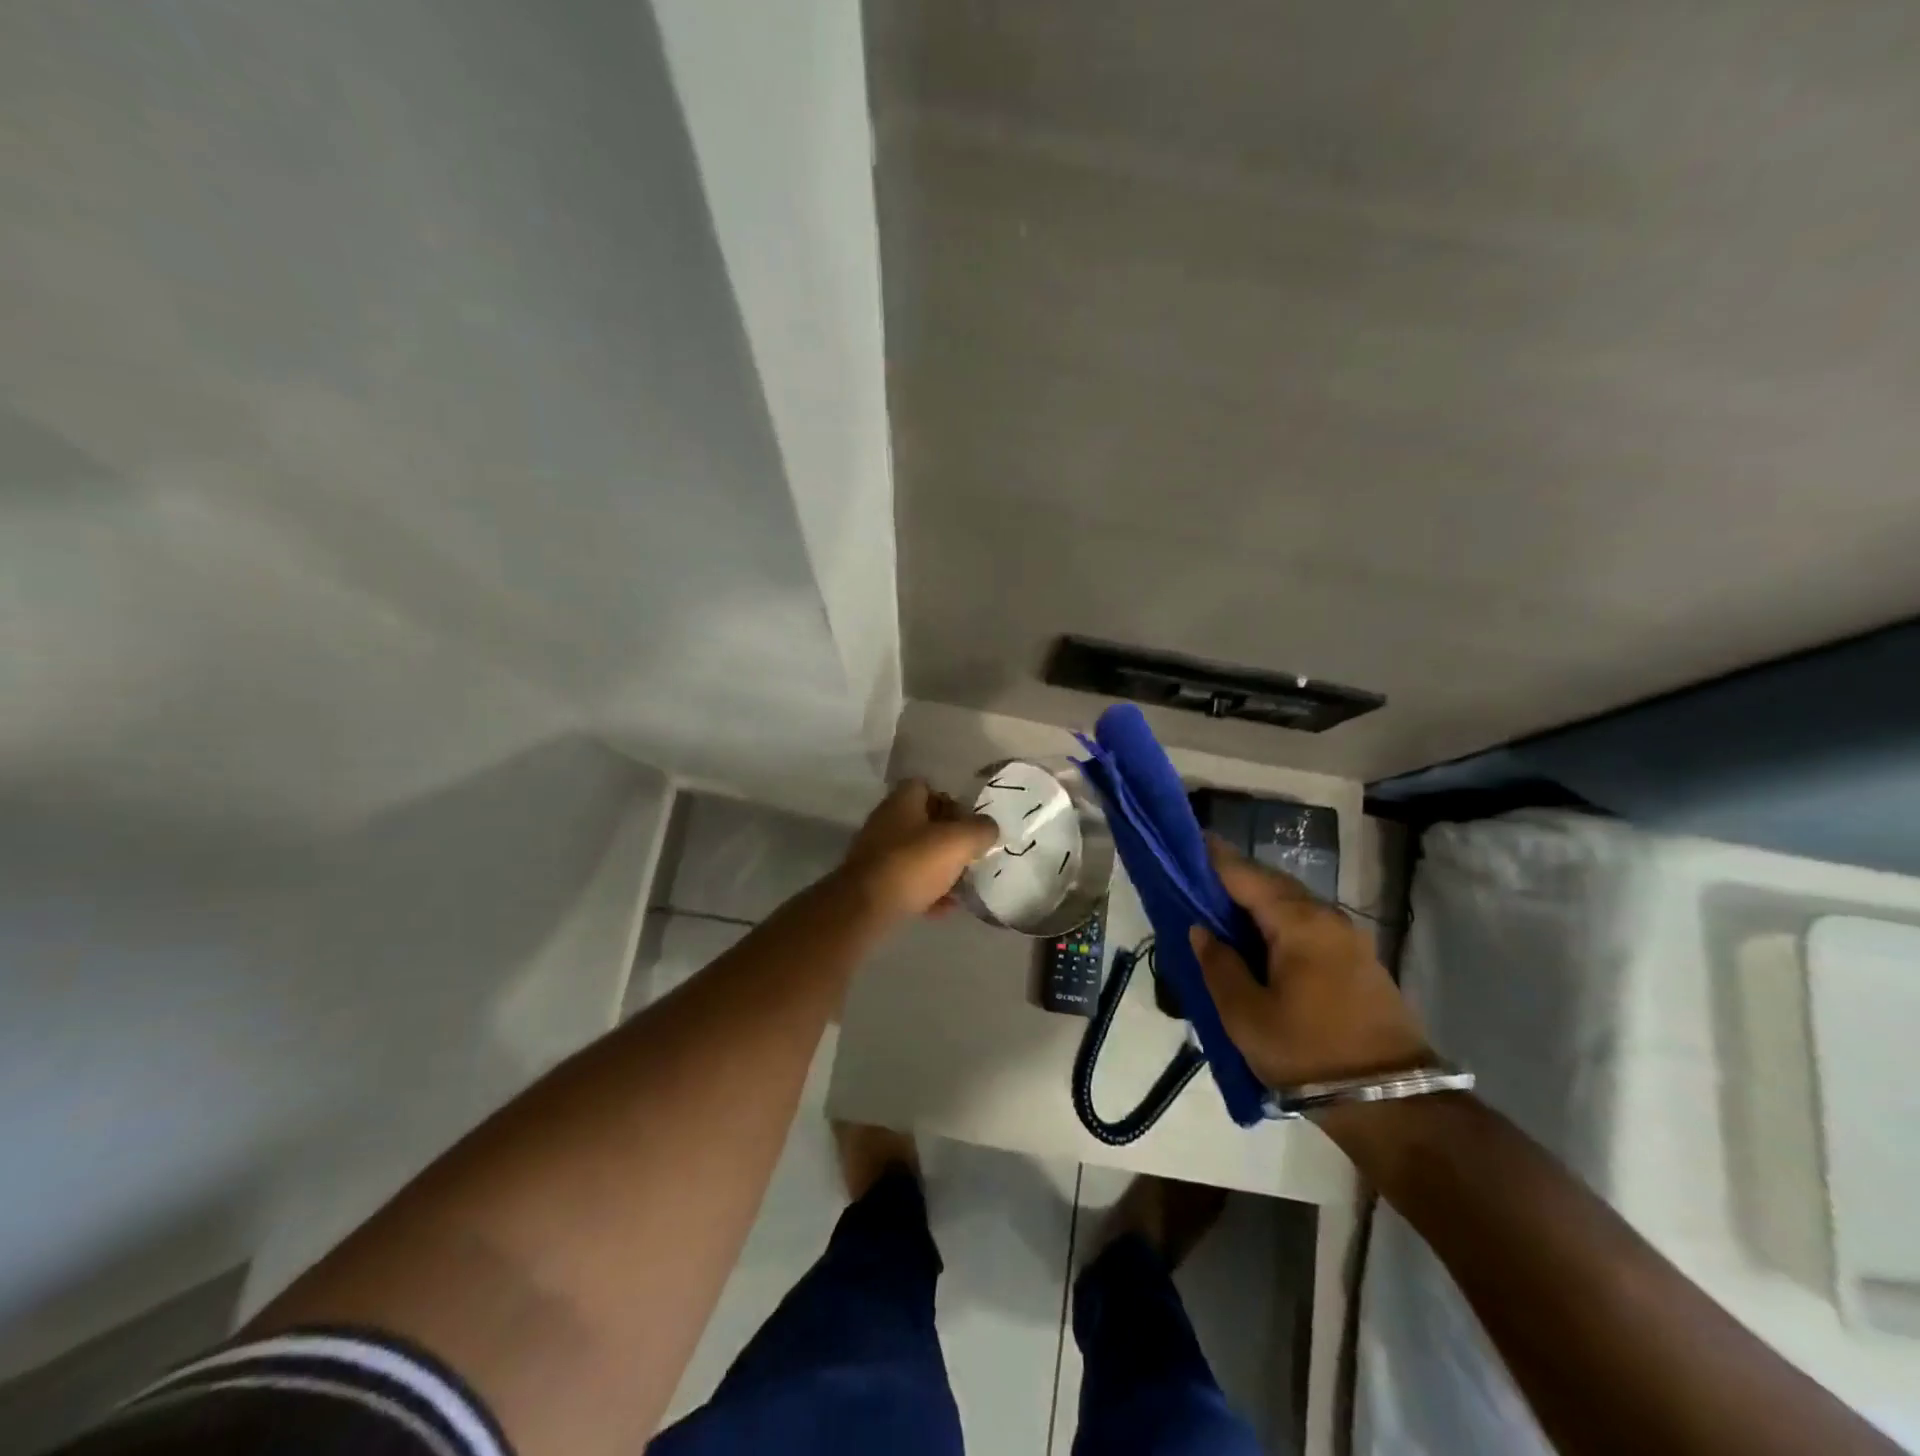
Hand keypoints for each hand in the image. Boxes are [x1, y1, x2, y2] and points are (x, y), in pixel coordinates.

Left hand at [837, 780, 997, 921]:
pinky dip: (926, 892)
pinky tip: (943, 909)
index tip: (969, 822)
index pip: (927, 787)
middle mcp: (886, 821)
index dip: (951, 800)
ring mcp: (876, 853)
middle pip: (923, 823)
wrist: (866, 907)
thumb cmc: (913, 863)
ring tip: (962, 885)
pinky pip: (907, 882)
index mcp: (902, 801)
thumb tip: (989, 828)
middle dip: (948, 838)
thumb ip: (981, 830)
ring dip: (939, 868)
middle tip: (970, 854)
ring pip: (916, 854)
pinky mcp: (873, 883)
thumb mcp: (959, 841)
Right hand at [1189, 838, 1430, 1089]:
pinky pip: (1307, 922)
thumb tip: (1201, 929)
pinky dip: (1277, 919)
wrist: (1393, 1103)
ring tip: (1219, 908)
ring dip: (1256, 899)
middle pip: (1270, 882)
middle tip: (1194, 878)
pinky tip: (1258, 937)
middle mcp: (1326, 917)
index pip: (1245, 874)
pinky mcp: (1357, 959)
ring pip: (1291, 902)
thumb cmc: (1308, 1053)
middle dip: (1233, 876)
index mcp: (1297, 922)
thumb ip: (1218, 964)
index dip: (1212, 857)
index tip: (1184, 841)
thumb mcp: (1245, 1015)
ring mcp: (1347, 937)